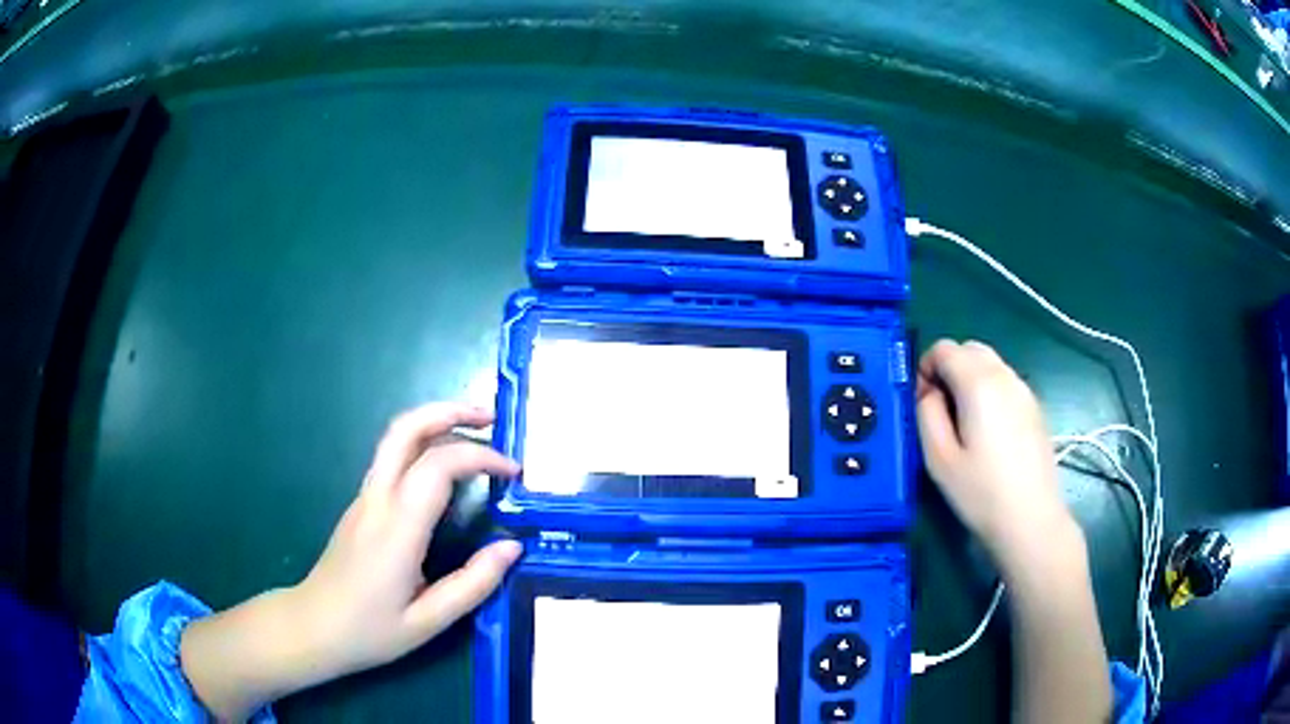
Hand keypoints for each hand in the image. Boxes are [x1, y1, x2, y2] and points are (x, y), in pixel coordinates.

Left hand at [292, 402, 521, 674]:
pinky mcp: (361, 504)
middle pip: (406, 428)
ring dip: (436, 423)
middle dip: (450, 411)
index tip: (513, 473)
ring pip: (396, 438)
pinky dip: (425, 446)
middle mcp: (377, 499)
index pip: (438, 465)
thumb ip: (474, 584)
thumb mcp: (429, 621)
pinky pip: (393, 459)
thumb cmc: (370, 630)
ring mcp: (364, 497)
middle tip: (491, 419)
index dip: (480, 457)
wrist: (313, 627)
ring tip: (475, 433)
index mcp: (396, 528)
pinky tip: (447, 471)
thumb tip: (512, 547)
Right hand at [915, 340, 1077, 569]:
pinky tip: (988, 432)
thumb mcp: (938, 458)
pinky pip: (1005, 382)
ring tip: (964, 422)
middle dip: (949, 367)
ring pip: (990, 363)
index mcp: (978, 383)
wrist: (1031, 519)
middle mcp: (1004, 376)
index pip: (944, 348)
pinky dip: (989, 390)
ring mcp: (1024, 390)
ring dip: (970, 378)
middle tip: (940, 409)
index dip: (926, 367)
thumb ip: (926, 414)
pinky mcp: (1035, 407)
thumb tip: (929, 392)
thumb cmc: (981, 492)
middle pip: (970, 348)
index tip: (922, 402)